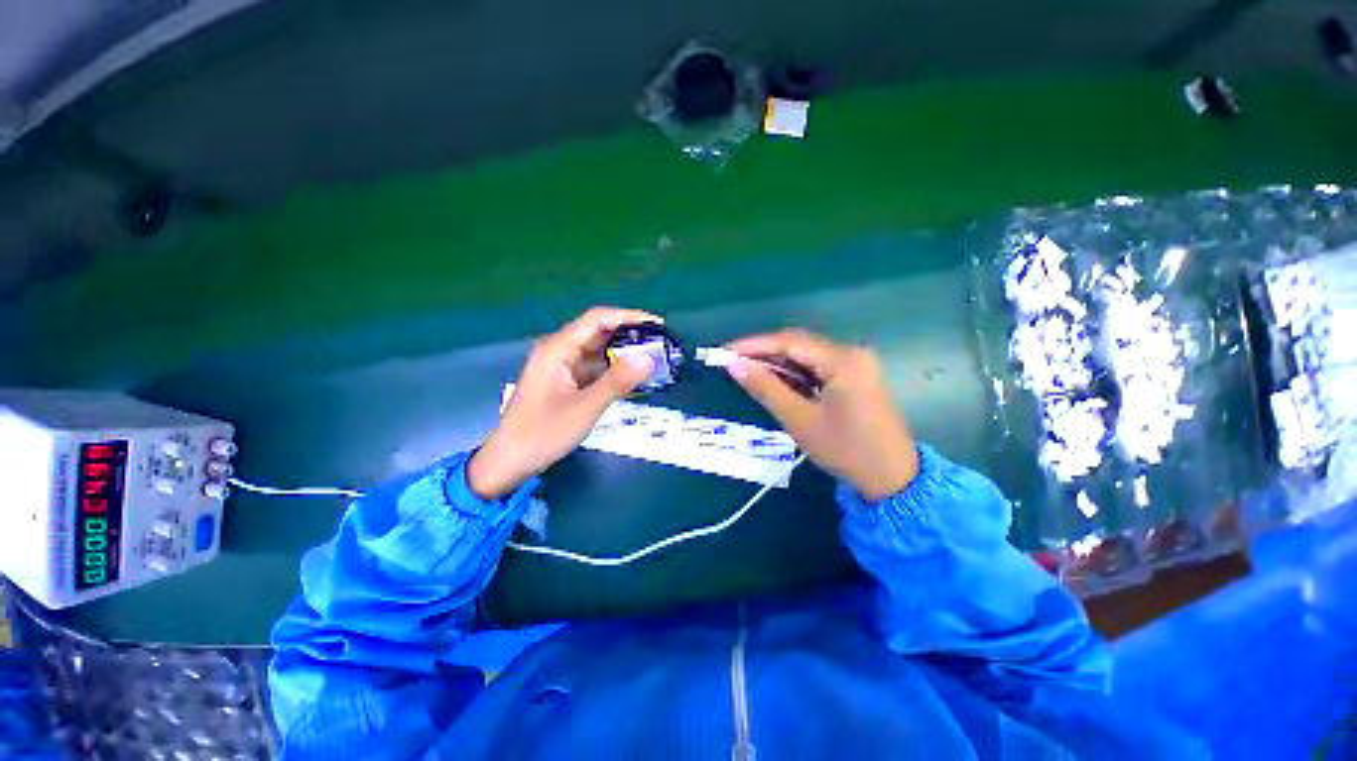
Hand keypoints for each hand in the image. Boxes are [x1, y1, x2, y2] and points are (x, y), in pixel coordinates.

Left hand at [467, 307, 660, 498]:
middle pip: (599, 333)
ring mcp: (562, 367)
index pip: (597, 319)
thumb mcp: (586, 407)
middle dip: (630, 336)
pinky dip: (614, 371)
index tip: (658, 325)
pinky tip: (633, 378)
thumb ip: (618, 381)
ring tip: (654, 360)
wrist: (510, 461)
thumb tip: (650, 358)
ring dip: (624, 355)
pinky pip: (594, 369)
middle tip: (661, 345)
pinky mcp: (565, 382)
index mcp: (558, 348)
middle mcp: (559, 351)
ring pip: (598, 352)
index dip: (629, 317)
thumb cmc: (544, 432)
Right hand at [726, 329, 918, 500]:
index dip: (753, 345)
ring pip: (807, 355)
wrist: (893, 479)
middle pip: (799, 344)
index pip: (789, 342)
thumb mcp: (799, 420)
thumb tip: (734, 365)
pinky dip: (795, 373)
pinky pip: (818, 367)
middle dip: (764, 352)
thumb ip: (766, 388)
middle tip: (733, 363)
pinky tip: (777, 382)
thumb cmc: (845, 450)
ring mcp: (856, 364)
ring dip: (778, 363)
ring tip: (749, 373)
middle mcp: (851, 353)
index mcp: (842, 360)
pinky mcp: (856, 376)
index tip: (725, 351)